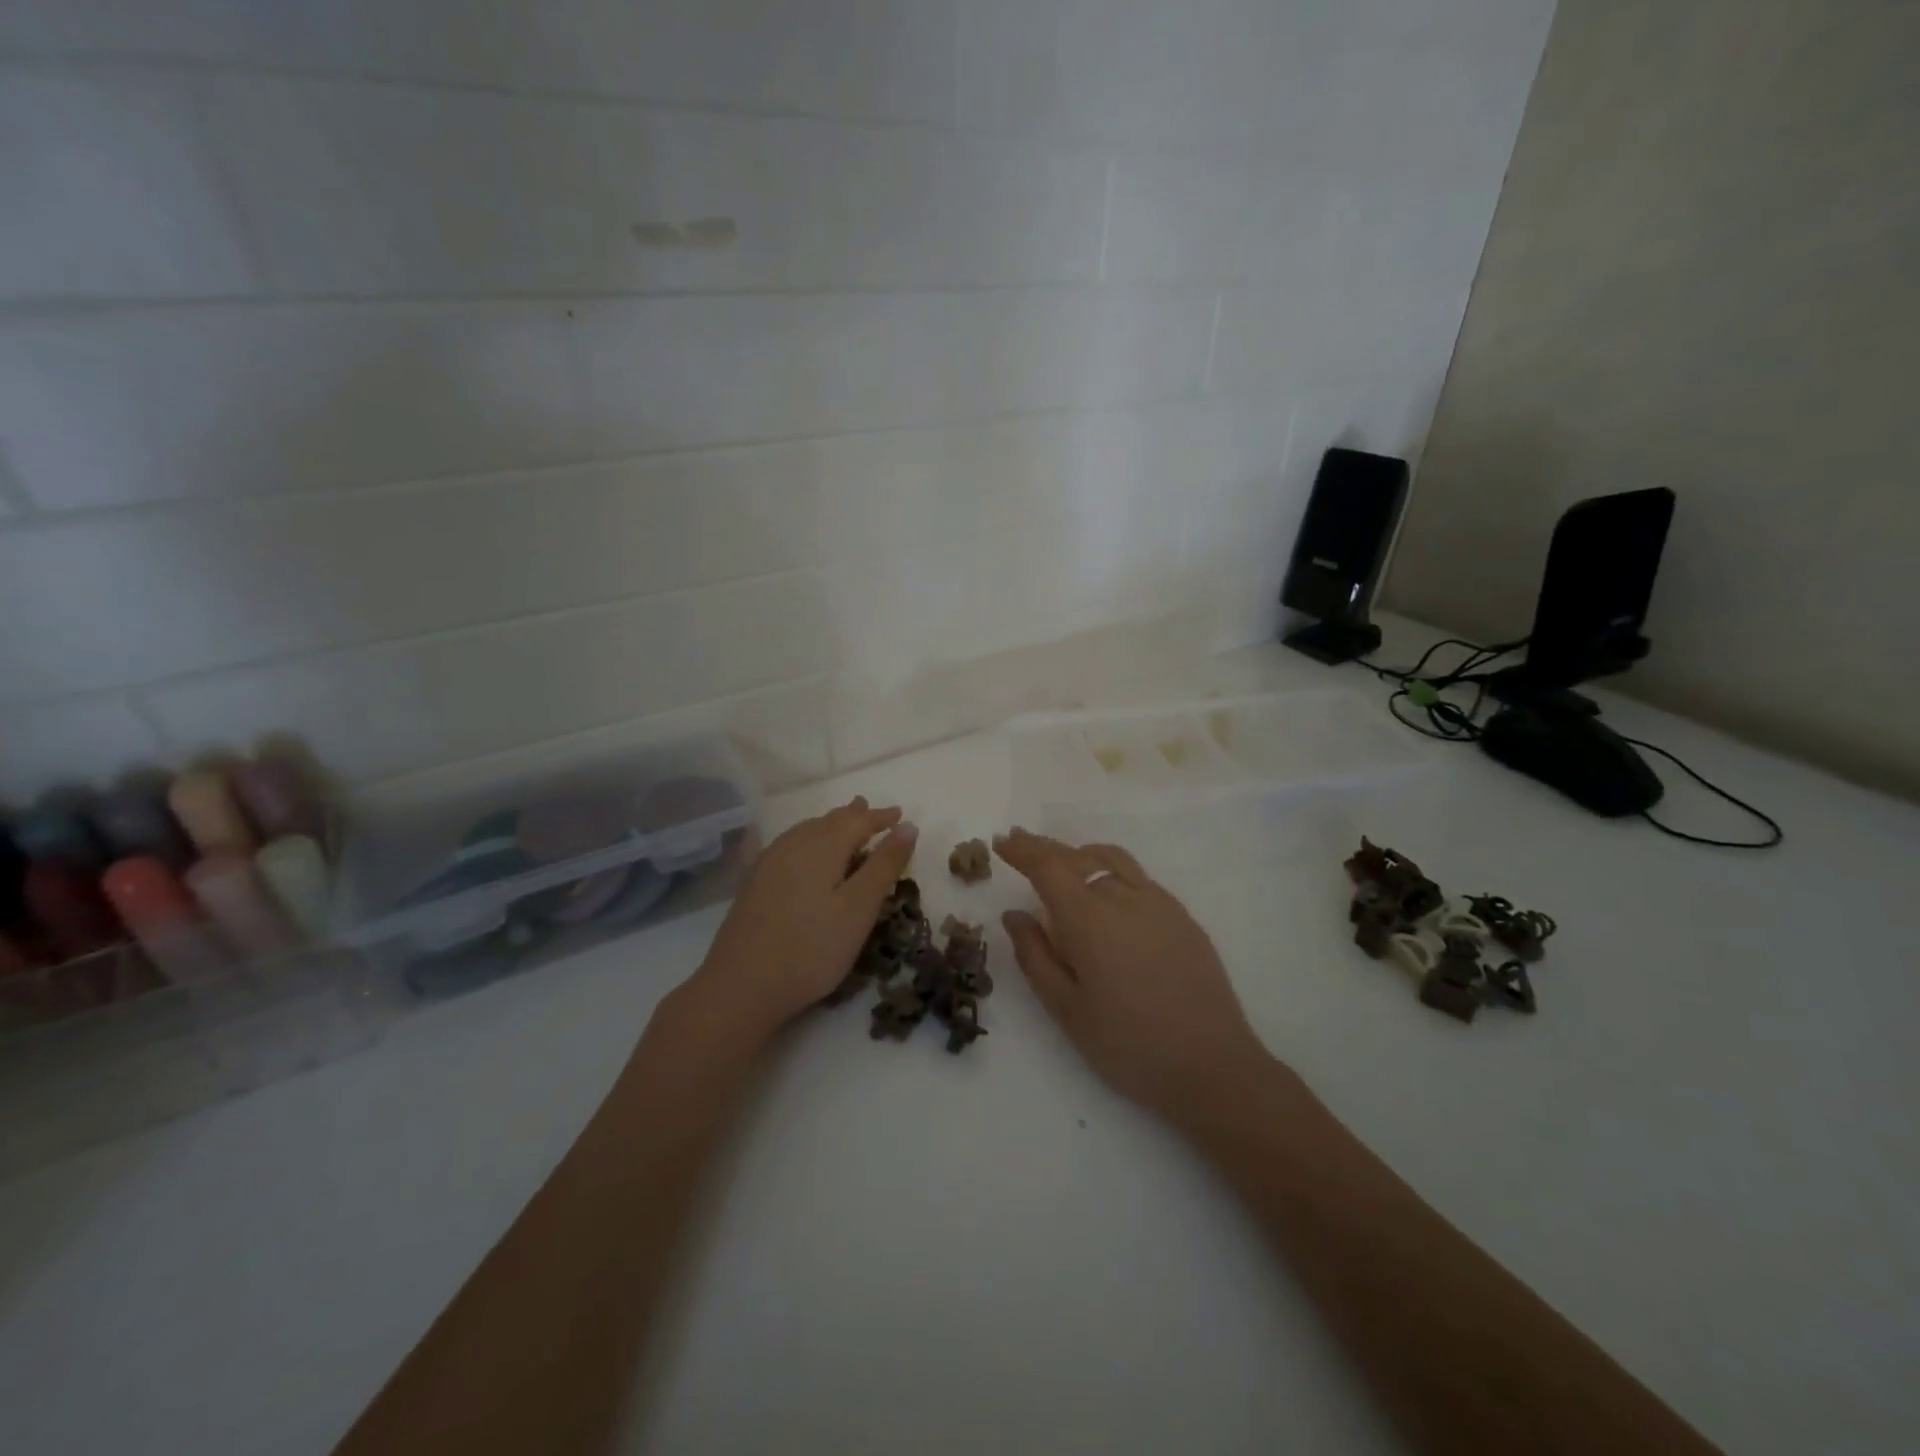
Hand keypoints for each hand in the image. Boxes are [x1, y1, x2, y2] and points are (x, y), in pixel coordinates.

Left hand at [686, 797, 917, 1044]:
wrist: (741, 985)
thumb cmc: (812, 947)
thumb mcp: (859, 908)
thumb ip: (884, 865)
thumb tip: (907, 826)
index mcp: (823, 846)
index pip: (858, 821)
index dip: (881, 817)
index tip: (900, 814)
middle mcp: (794, 844)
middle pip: (829, 821)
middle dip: (854, 816)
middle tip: (872, 811)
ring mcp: (769, 862)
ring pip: (807, 831)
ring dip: (830, 826)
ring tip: (843, 823)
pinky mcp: (754, 882)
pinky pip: (790, 845)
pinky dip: (809, 840)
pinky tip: (803, 850)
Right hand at [994, 828, 1268, 1125]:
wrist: (1212, 1065)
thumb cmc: (1128, 1044)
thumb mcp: (1066, 1009)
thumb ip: (1035, 955)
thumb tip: (1014, 914)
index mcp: (1089, 918)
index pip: (1048, 867)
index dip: (1022, 850)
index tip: (1000, 841)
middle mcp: (1123, 897)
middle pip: (1077, 857)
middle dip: (1044, 847)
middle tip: (1019, 841)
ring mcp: (1158, 903)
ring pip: (1111, 859)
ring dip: (1080, 852)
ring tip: (1062, 859)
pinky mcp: (1182, 916)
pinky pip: (1137, 876)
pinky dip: (1110, 868)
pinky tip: (1107, 888)